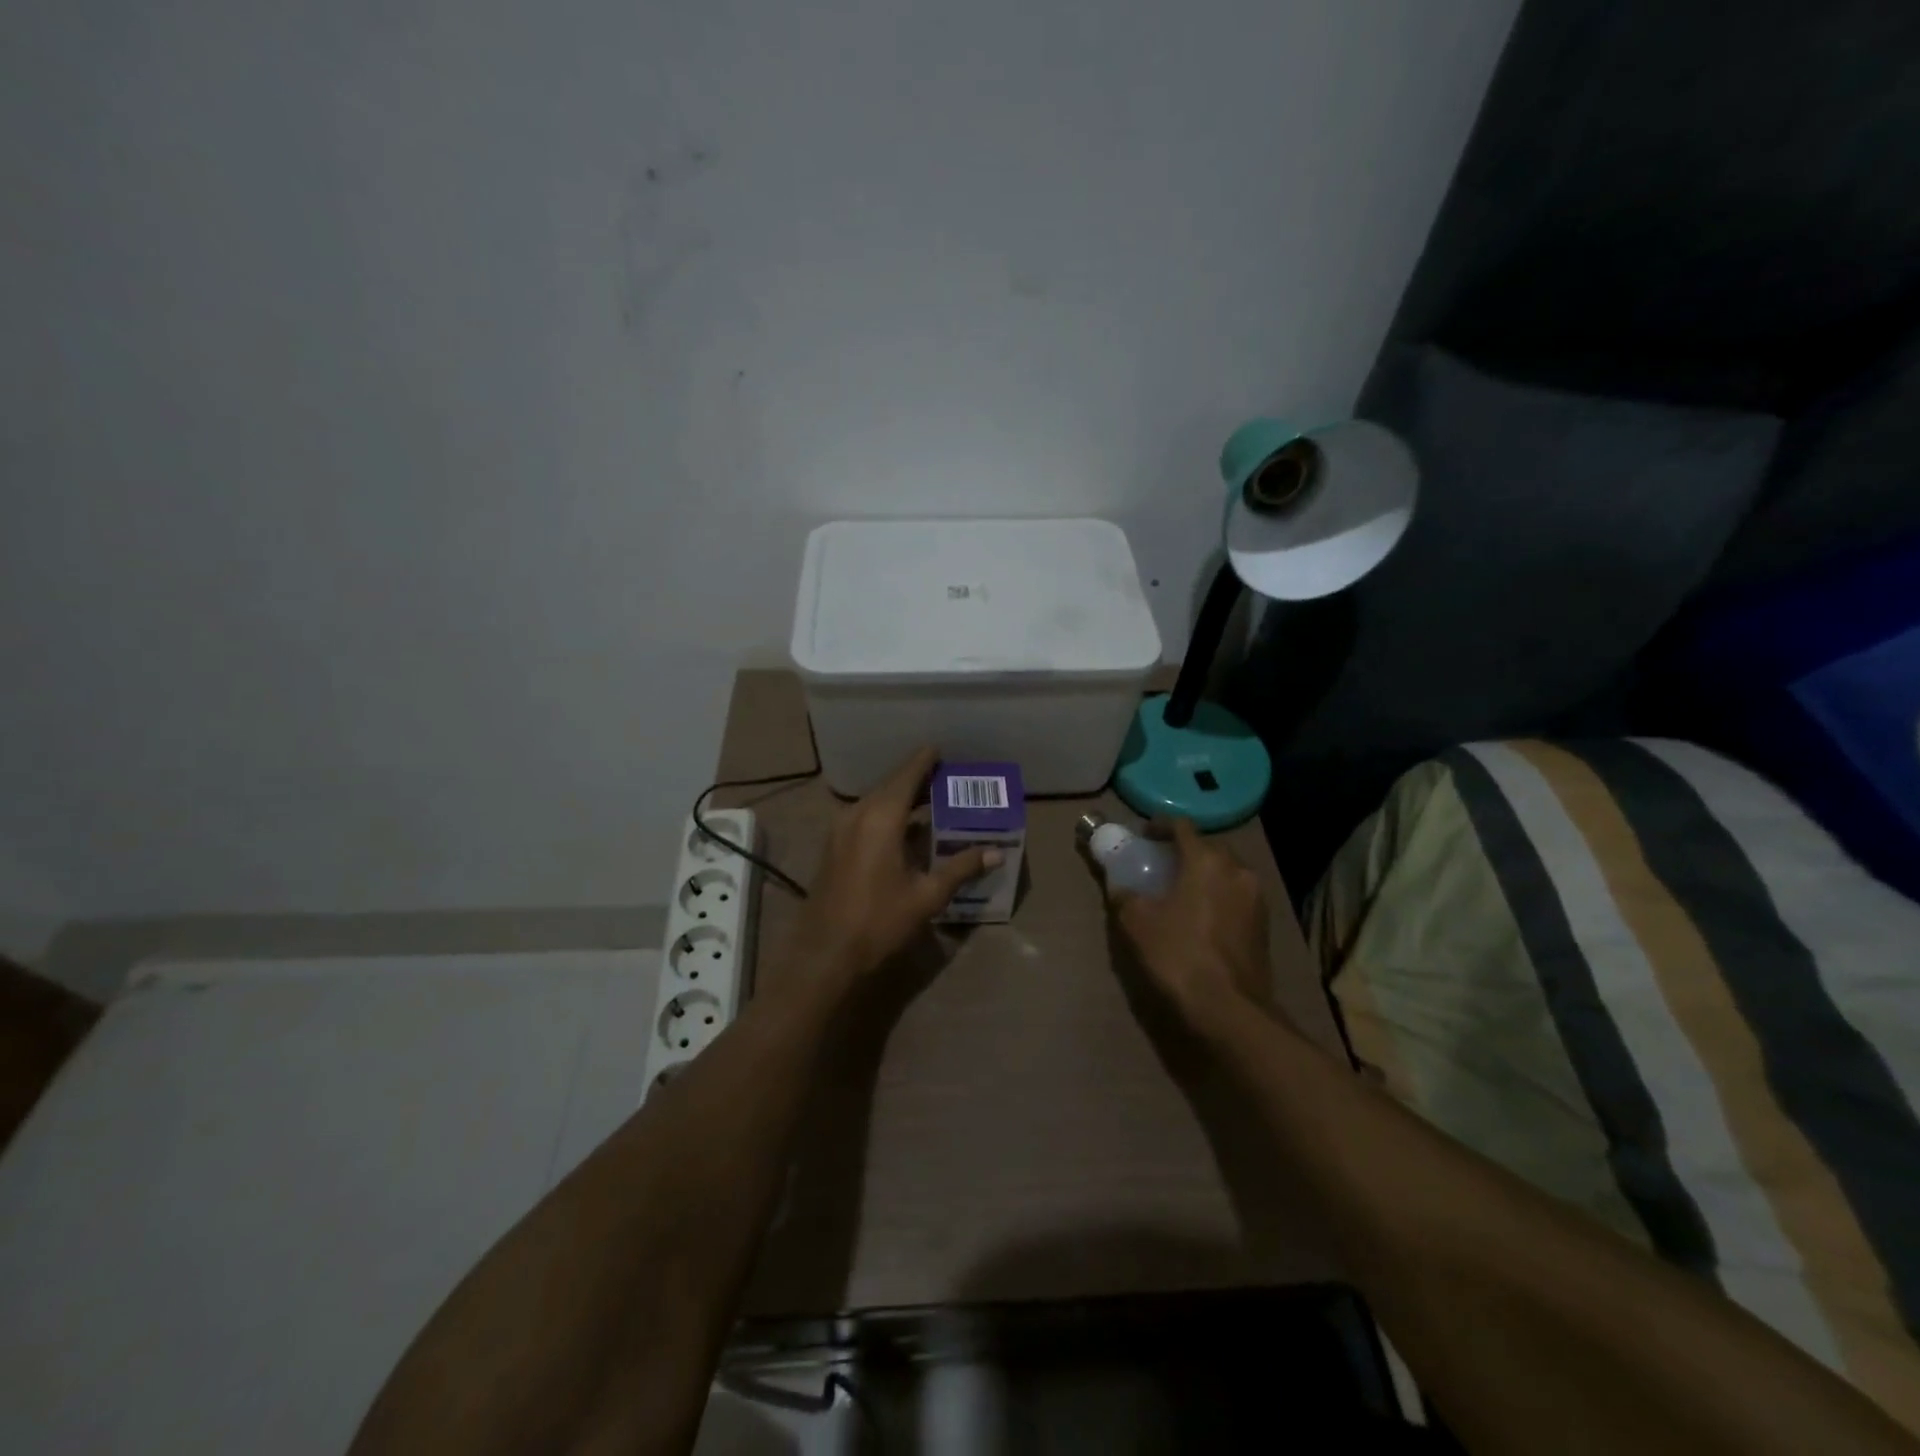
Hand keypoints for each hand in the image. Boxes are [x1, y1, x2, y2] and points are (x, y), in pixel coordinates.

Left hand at [787, 747, 999, 983]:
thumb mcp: (927, 895)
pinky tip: (905, 829)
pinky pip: (864, 817)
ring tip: (930, 800)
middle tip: (945, 777)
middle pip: (890, 786)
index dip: (924, 761)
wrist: (825, 954)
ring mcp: (840, 830)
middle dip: (916, 779)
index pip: (906, 776)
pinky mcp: (834, 847)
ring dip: (901, 798)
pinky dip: (886, 814)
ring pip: (875, 801)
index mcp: (881, 818)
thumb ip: (961, 868)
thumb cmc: (879, 921)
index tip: (941, 750)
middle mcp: (857, 814)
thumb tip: (995, 852)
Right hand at [1110, 818, 1270, 1024]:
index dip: (1160, 826)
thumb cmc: (1178, 954)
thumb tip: (1118, 885)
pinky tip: (1201, 918)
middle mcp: (1237, 870)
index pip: (1182, 826)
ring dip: (1204, 875)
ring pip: (1226, 873)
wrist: (1229, 1009)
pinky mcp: (1264, 926)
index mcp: (1206, 860)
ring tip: (1180, 893)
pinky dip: (1218, 897)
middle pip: (1208, 848)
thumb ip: (1125, 895)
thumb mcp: (1136, 922)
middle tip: (1160, 865)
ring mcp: (1256, 898)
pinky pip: (1236, 897)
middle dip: (1184, 851)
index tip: (1144, 836)